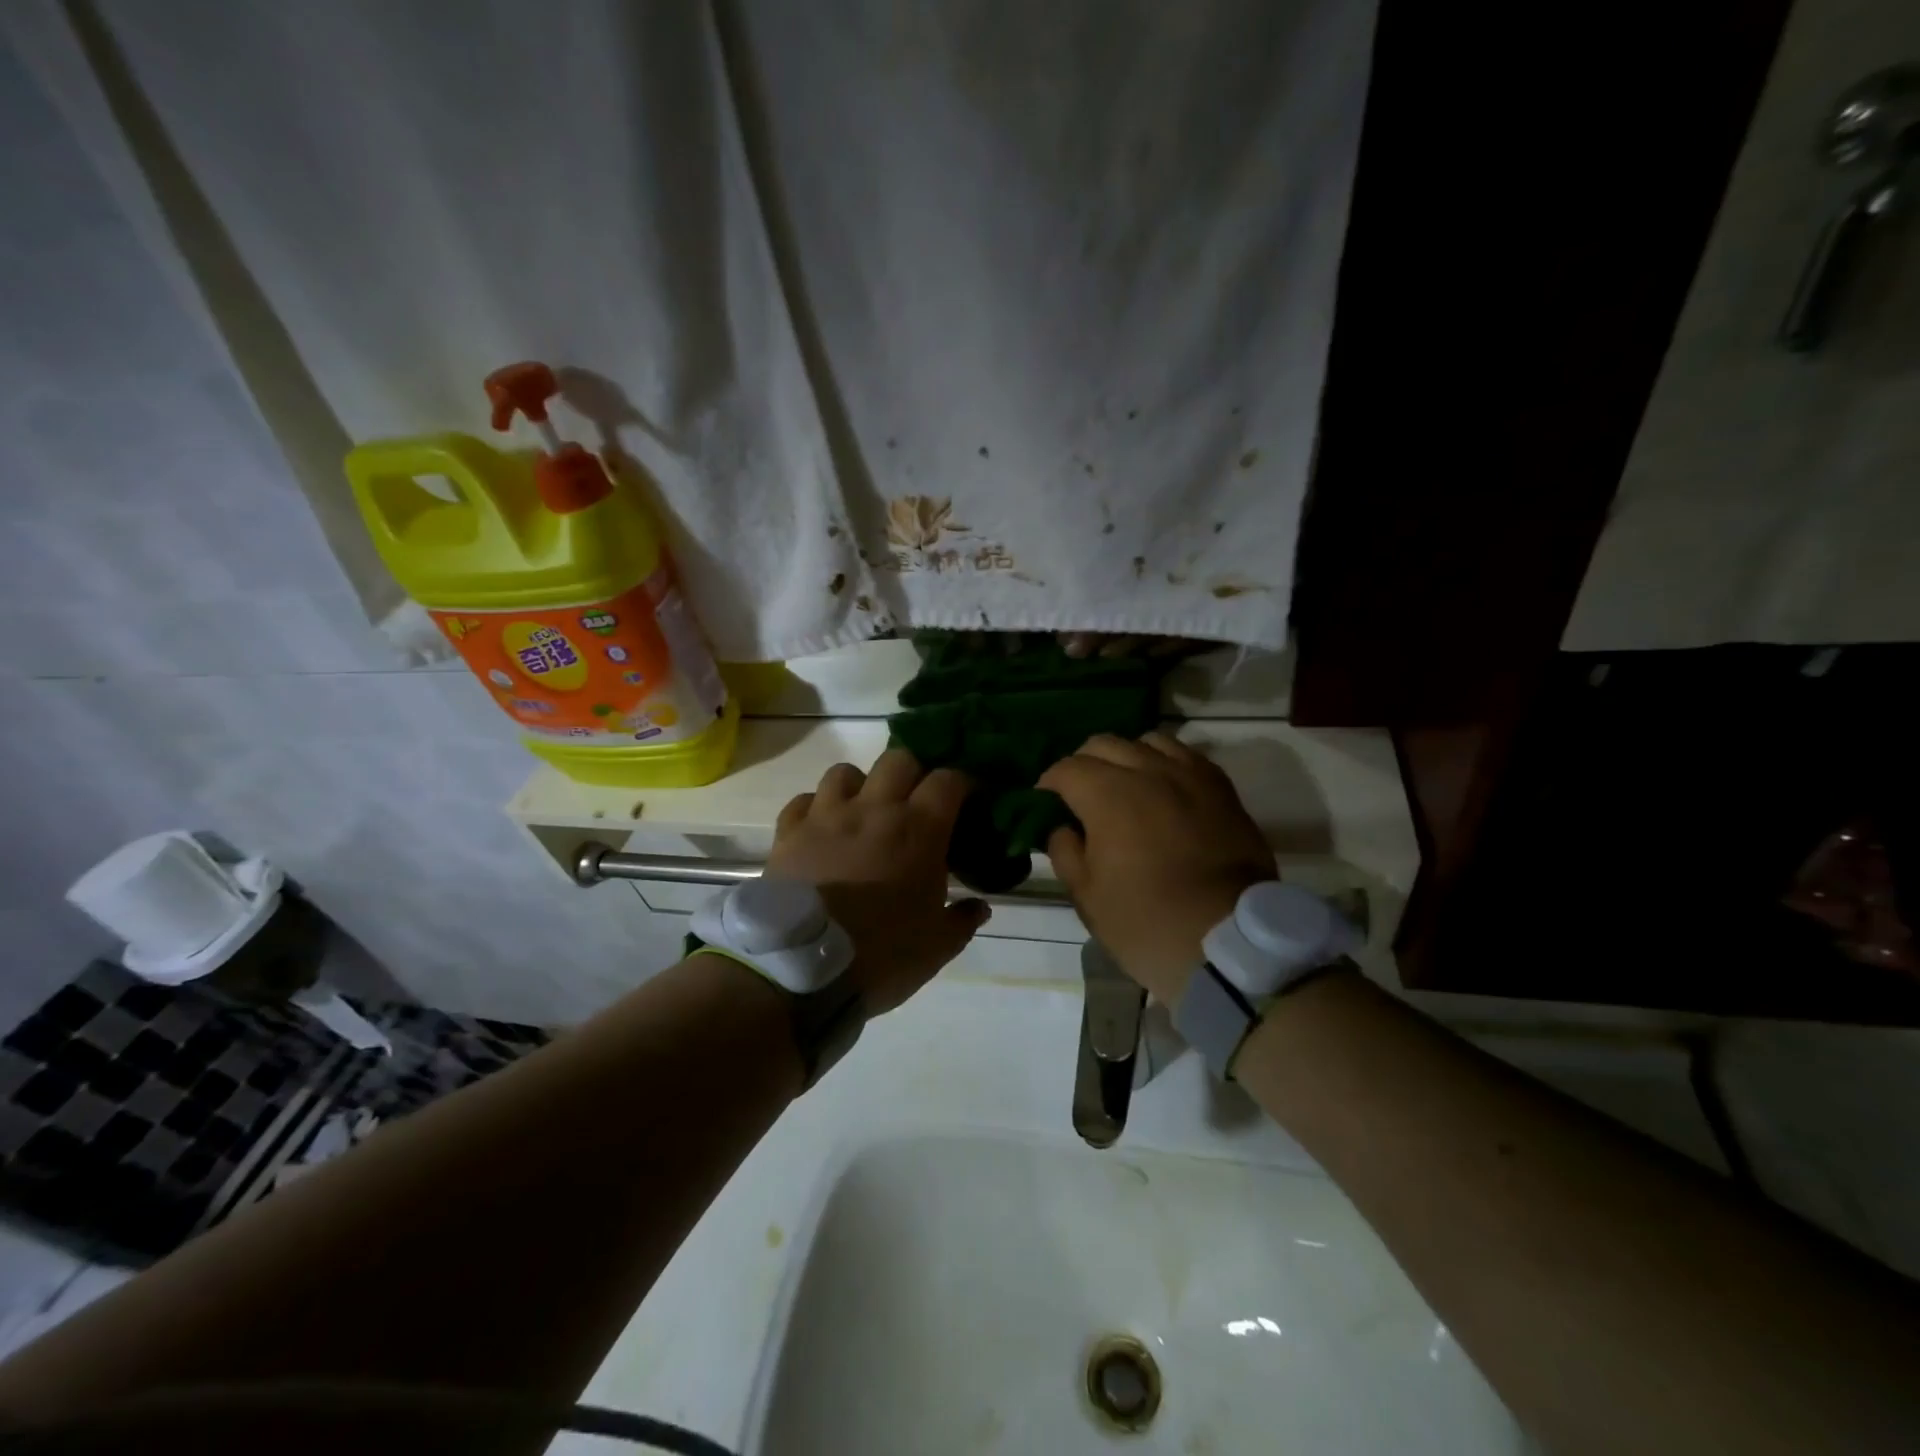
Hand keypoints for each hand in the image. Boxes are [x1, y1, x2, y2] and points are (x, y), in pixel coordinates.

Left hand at [767, 749, 990, 1014]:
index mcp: (919, 829)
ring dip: (860, 785)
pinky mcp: (789, 831)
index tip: (966, 800)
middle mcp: (874, 808)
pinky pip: (803, 800)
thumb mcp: (936, 946)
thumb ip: (962, 920)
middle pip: (899, 759)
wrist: (800, 969)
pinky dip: (815, 808)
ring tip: (863, 811)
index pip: (949, 780)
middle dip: (913, 773)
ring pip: (845, 771)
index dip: (962, 784)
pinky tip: (820, 830)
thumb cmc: (881, 955)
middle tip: (915, 802)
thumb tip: (980, 907)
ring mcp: (827, 815)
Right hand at [1039, 732, 1275, 1002]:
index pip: (1066, 768)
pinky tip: (1163, 789)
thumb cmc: (1146, 922)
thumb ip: (1065, 851)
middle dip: (1083, 764)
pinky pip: (1187, 756)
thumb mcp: (1087, 897)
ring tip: (1125, 787)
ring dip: (1126, 757)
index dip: (1048, 785)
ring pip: (1147, 741)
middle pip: (1104, 744)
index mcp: (1108, 795)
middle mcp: (1148, 771)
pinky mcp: (1222, 789)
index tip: (1044, 805)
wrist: (1230, 943)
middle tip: (1079, 796)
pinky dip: (1165, 763)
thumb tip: (1062, 827)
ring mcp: (1190, 776)